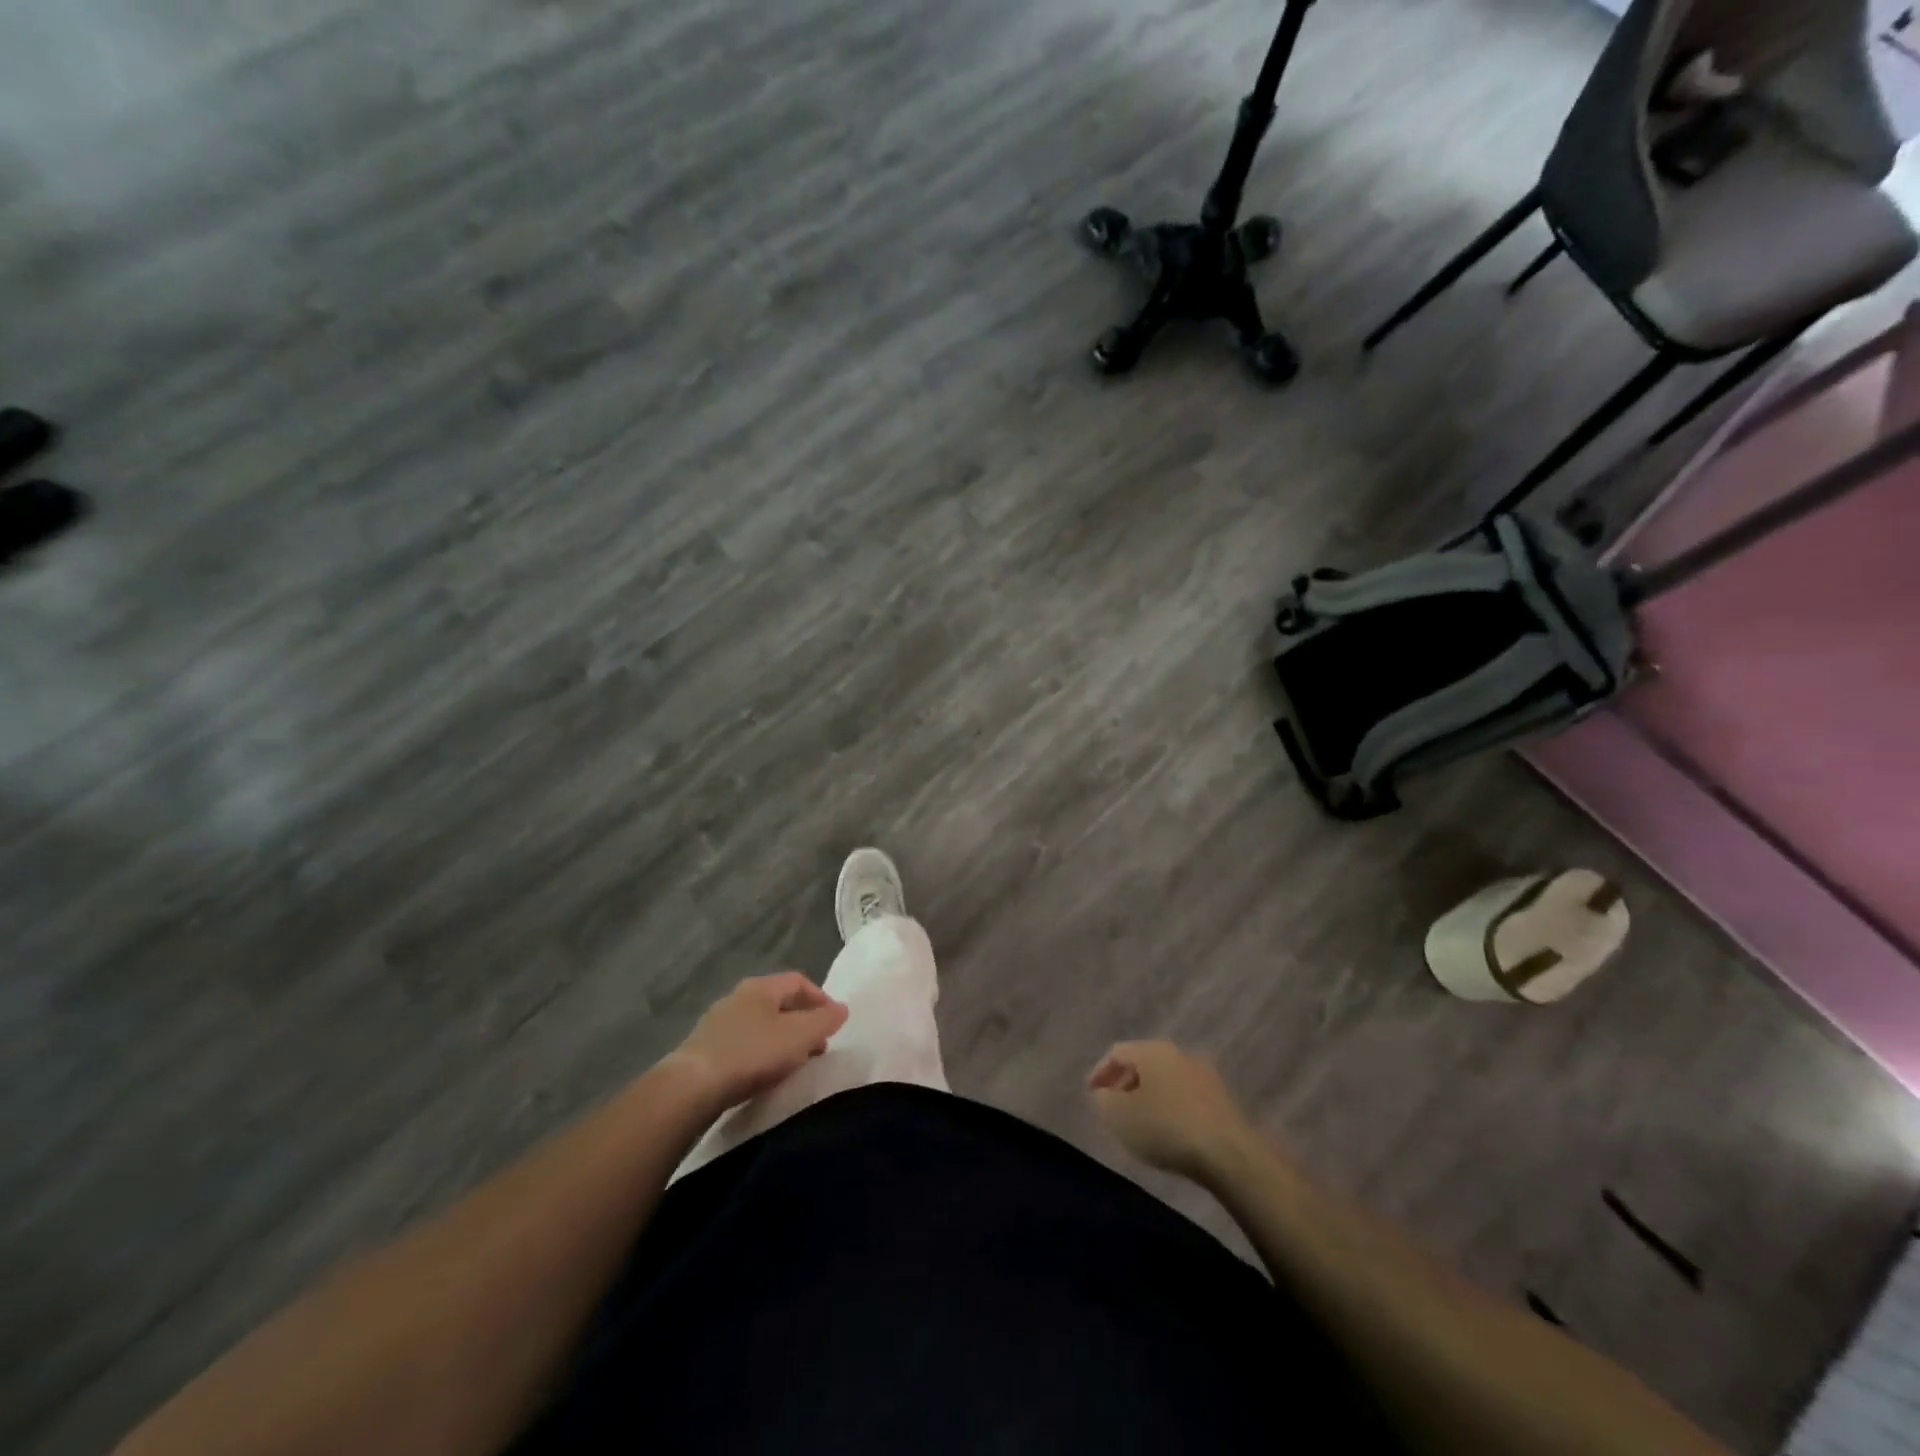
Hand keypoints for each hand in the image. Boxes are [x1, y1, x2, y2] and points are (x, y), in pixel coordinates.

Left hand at [669, 973, 848, 1108]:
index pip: (799, 981)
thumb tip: (842, 1008)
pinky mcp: (704, 1048)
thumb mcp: (799, 1036)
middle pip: (779, 1002)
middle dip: (803, 1022)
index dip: (821, 998)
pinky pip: (743, 1043)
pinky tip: (764, 1074)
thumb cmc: (752, 1053)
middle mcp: (738, 997)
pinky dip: (761, 1053)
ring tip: (794, 1064)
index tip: (835, 1023)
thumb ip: (824, 1021)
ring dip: (782, 1039)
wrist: (691, 1087)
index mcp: (761, 987)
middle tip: (818, 1046)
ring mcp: (718, 1022)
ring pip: (761, 1024)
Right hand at [1088, 1040, 1255, 1181]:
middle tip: (1114, 1108)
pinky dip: (1170, 1108)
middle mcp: (1178, 1053)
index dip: (1099, 1072)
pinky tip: (1169, 1132)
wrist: (1230, 1153)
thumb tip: (1104, 1093)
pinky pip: (1185, 1096)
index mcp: (1151, 1050)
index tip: (1091, 1095)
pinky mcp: (1222, 1099)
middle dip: (1125, 1084)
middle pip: (1143, 1063)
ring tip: (1140, 1123)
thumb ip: (1103, 1100)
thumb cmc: (1166, 1128)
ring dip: (1149, 1096)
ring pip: (1166, 1079)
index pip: (1117, 1052)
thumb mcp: (1119, 1117)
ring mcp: (1204, 1074)